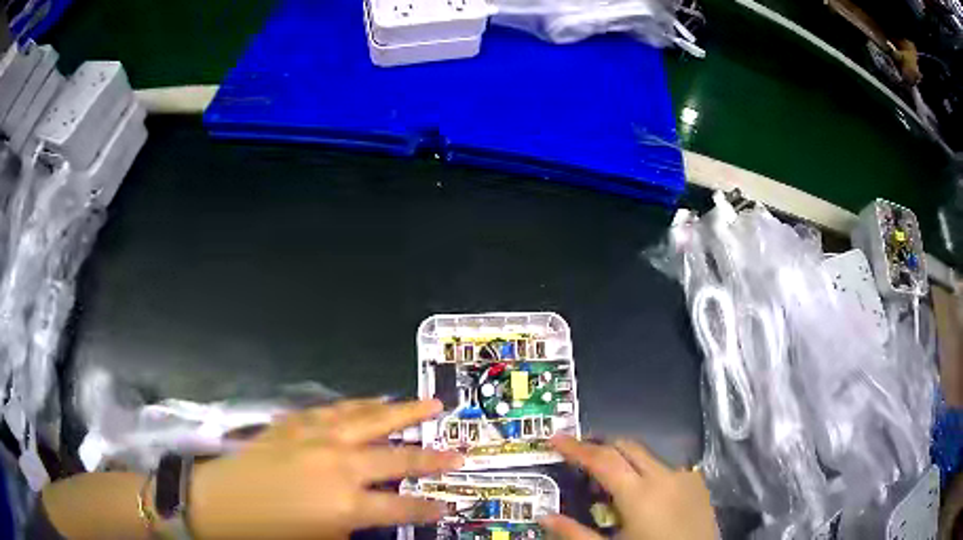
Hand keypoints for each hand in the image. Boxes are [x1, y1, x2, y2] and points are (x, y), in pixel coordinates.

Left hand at [188, 398, 462, 539]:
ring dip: (402, 412)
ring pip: (369, 418)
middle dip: (432, 456)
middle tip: (459, 450)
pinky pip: (335, 409)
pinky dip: (359, 405)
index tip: (449, 504)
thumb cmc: (273, 533)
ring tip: (428, 404)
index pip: (403, 506)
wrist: (220, 504)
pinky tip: (371, 401)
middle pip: (397, 456)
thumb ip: (358, 526)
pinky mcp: (294, 423)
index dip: (429, 507)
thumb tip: (380, 513)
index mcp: (346, 503)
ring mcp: (315, 437)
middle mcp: (338, 464)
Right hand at [539, 436, 715, 539]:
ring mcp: (685, 477)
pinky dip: (648, 471)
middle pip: (627, 446)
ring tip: (609, 481)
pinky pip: (668, 468)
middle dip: (601, 446)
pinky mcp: (698, 483)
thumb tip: (545, 517)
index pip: (602, 460)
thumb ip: (575, 533)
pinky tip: (644, 493)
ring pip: (648, 456)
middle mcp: (664, 476)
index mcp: (640, 494)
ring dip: (625, 460)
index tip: (555, 438)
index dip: (576, 448)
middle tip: (578, 457)